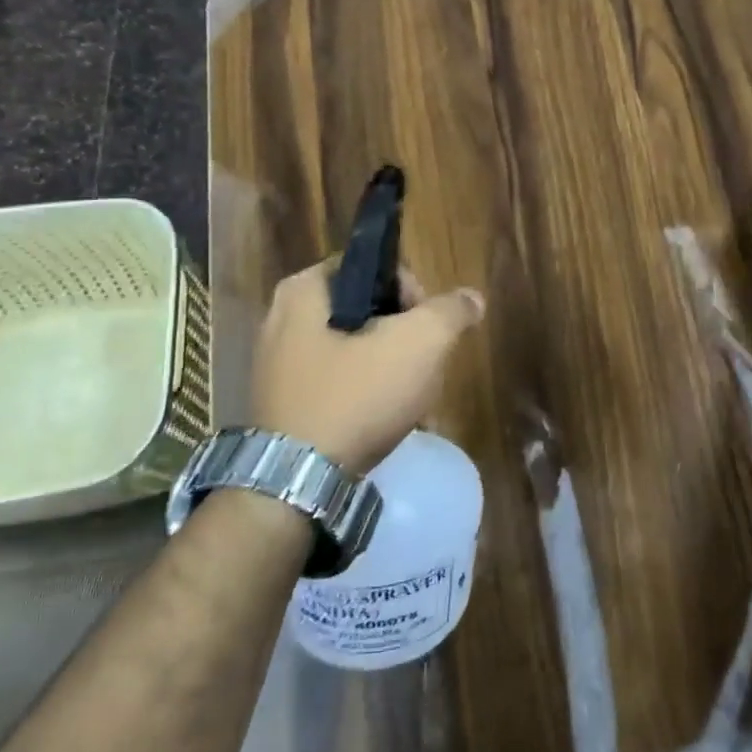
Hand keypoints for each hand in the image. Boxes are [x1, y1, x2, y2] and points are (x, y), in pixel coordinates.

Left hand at [249, 263, 485, 476]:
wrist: (298, 484)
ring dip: (391, 369)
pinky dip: (365, 395)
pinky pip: (338, 384)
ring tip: (411, 400)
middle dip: (405, 337)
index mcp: (305, 290)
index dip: (411, 291)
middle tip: (423, 367)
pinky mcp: (284, 403)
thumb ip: (451, 312)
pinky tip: (387, 421)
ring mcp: (279, 365)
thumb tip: (472, 298)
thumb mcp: (420, 343)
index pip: (373, 267)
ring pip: (356, 351)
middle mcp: (282, 319)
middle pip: (368, 311)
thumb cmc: (356, 397)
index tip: (427, 328)